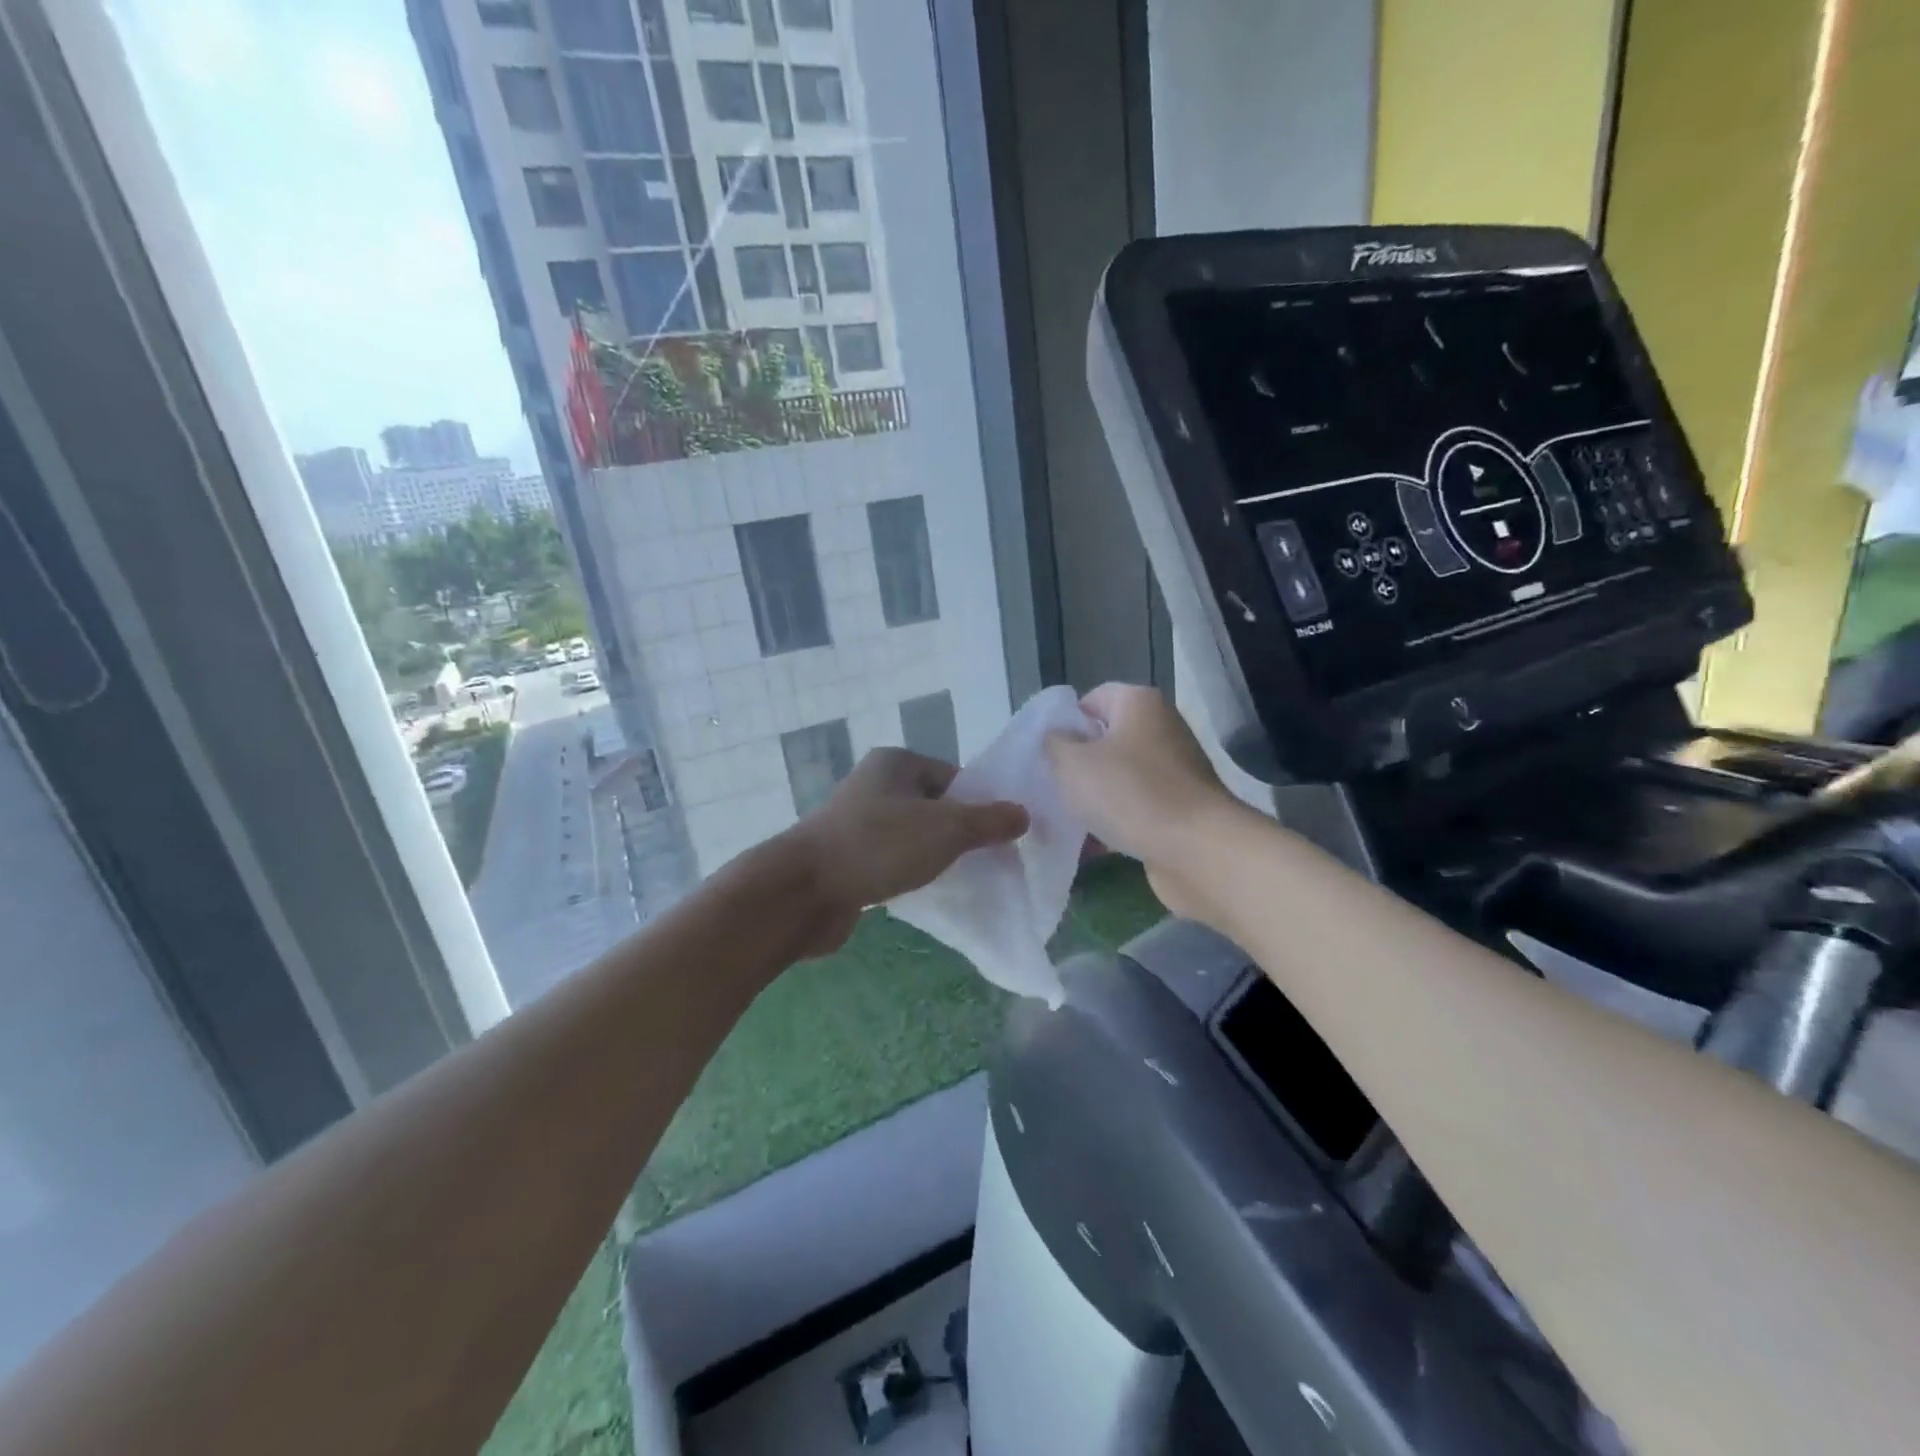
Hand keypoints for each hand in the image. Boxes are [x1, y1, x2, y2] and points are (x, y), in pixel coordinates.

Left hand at [782, 748, 1028, 953]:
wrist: (803, 891)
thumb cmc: (879, 846)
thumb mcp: (946, 829)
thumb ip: (989, 821)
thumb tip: (1023, 814)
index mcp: (897, 763)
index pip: (954, 777)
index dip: (979, 805)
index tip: (998, 837)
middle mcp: (875, 784)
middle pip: (935, 806)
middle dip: (959, 833)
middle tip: (983, 861)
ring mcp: (857, 821)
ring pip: (913, 835)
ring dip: (933, 855)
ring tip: (955, 878)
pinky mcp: (847, 856)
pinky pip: (891, 858)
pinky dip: (908, 871)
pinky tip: (921, 890)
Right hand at [1045, 683, 1240, 920]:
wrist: (1197, 850)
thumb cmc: (1130, 793)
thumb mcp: (1072, 763)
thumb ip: (1053, 744)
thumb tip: (1056, 739)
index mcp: (1139, 703)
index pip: (1092, 699)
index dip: (1064, 724)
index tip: (1044, 754)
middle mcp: (1161, 729)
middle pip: (1106, 740)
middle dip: (1076, 765)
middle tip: (1048, 788)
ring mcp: (1174, 771)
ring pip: (1119, 778)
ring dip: (1093, 798)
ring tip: (1063, 820)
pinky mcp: (1180, 809)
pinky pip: (1136, 809)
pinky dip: (1114, 823)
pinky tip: (1089, 846)